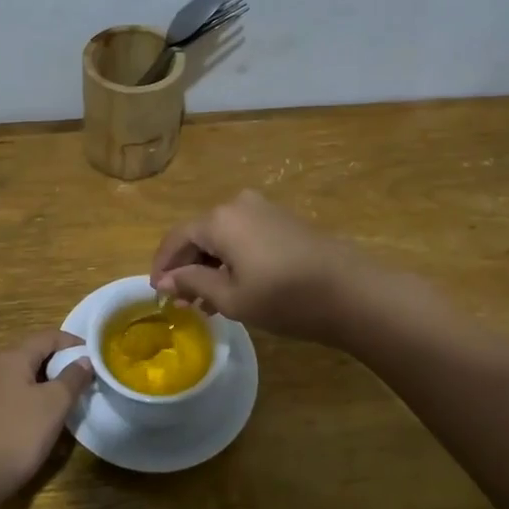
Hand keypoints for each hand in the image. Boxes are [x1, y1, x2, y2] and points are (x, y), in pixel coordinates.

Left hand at [0, 329, 93, 507]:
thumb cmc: (17, 434)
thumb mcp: (54, 404)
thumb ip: (72, 378)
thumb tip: (85, 359)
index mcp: (13, 357)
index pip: (49, 336)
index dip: (74, 342)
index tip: (96, 356)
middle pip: (36, 353)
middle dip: (62, 362)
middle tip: (87, 378)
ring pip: (26, 375)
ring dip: (49, 382)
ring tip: (71, 397)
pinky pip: (16, 394)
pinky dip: (35, 397)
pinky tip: (45, 417)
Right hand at [149, 190, 374, 342]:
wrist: (352, 292)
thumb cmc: (284, 298)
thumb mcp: (230, 298)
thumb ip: (192, 283)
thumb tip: (166, 280)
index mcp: (219, 219)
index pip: (176, 239)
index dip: (162, 266)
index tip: (157, 293)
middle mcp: (238, 205)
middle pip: (199, 235)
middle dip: (187, 268)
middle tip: (182, 301)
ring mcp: (264, 210)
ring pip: (223, 237)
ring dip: (210, 266)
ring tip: (206, 303)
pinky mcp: (283, 221)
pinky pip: (244, 237)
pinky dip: (232, 260)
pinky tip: (234, 288)